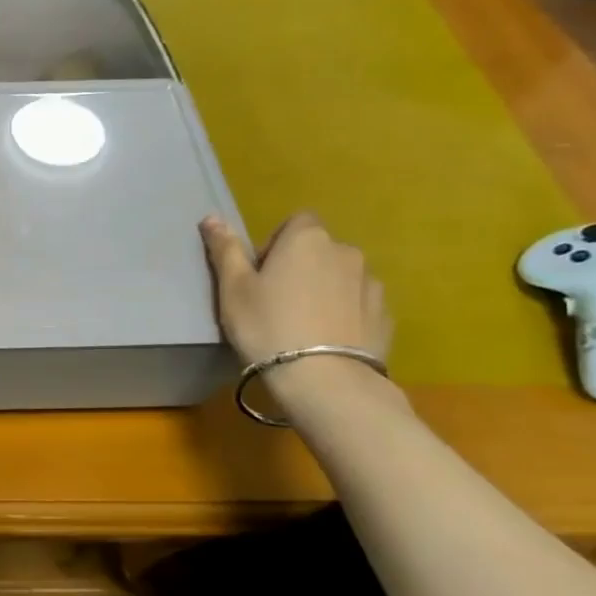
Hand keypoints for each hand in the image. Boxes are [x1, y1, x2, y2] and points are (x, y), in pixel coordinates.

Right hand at [199, 212, 391, 367]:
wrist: (323, 378)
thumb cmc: (266, 325)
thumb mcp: (233, 288)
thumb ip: (225, 249)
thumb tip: (211, 217)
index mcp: (307, 239)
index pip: (296, 222)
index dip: (276, 244)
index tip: (260, 274)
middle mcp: (345, 252)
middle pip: (319, 250)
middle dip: (300, 268)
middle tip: (275, 303)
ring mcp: (371, 283)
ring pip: (340, 278)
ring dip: (324, 290)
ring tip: (303, 325)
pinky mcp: (385, 314)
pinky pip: (358, 304)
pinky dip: (344, 314)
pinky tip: (325, 341)